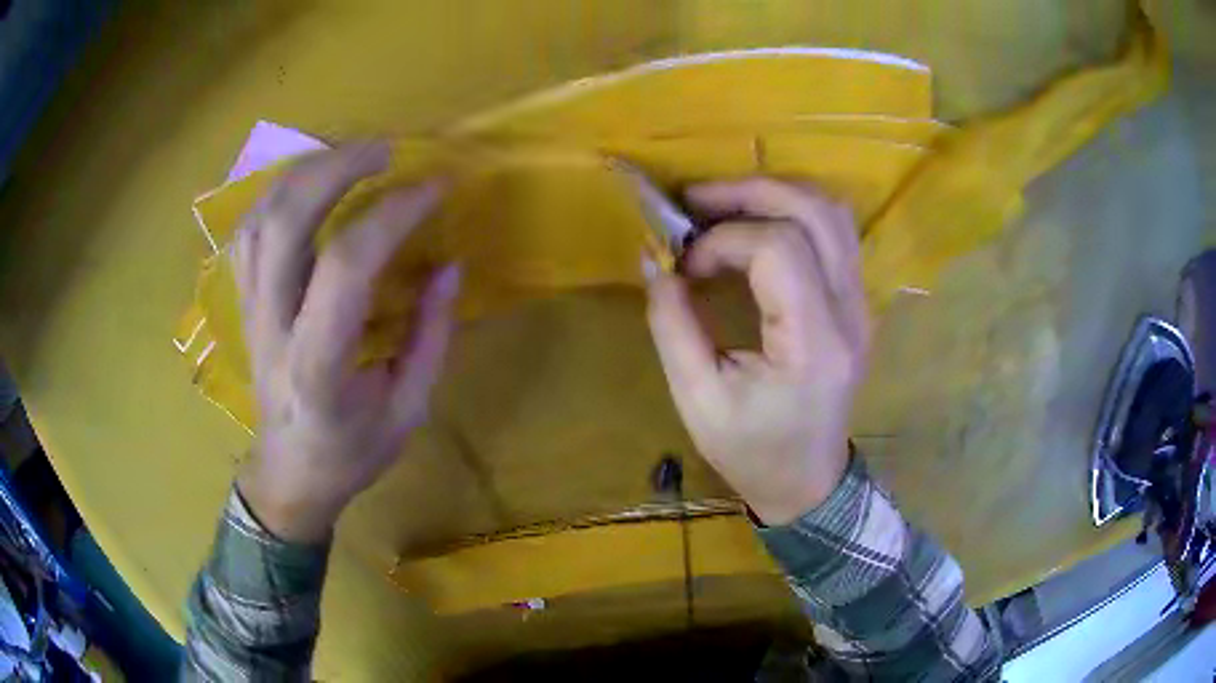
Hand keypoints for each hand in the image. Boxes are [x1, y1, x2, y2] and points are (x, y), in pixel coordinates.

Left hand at [231, 142, 460, 542]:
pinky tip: (309, 182)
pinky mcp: (242, 301)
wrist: (289, 472)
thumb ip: (430, 337)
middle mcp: (272, 328)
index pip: (346, 266)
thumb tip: (449, 266)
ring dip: (304, 172)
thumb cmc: (350, 453)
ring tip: (351, 154)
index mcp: (318, 366)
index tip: (435, 187)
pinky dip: (277, 193)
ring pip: (259, 218)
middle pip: (284, 223)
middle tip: (385, 148)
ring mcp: (249, 310)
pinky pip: (248, 230)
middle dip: (335, 169)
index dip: (393, 214)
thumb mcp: (408, 410)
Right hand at [645, 179, 869, 525]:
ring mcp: (862, 304)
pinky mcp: (858, 302)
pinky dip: (794, 212)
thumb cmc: (752, 452)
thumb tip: (654, 260)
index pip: (779, 248)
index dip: (724, 241)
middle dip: (750, 191)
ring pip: (832, 214)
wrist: (808, 481)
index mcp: (814, 345)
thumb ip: (673, 325)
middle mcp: (851, 314)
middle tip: (696, 200)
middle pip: (815, 213)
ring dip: (775, 194)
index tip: (686, 267)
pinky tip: (758, 224)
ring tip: (725, 205)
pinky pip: (836, 233)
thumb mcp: (697, 400)